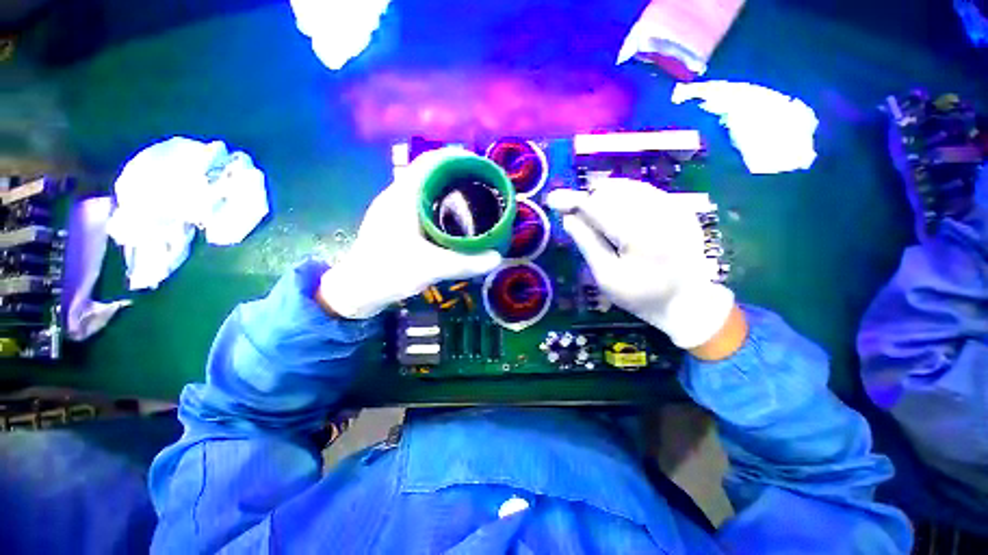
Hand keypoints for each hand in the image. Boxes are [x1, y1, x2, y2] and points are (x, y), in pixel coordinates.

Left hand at [318, 148, 502, 318]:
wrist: (357, 290)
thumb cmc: (390, 272)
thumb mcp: (432, 268)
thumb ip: (466, 263)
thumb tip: (497, 258)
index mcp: (402, 197)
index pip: (429, 162)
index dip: (454, 157)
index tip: (478, 165)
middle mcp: (396, 196)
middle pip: (428, 173)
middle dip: (454, 174)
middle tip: (480, 184)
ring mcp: (392, 209)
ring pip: (422, 188)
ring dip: (445, 188)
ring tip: (469, 198)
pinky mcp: (392, 222)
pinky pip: (418, 203)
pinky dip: (437, 203)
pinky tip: (449, 218)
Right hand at [546, 179, 734, 348]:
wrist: (688, 302)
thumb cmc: (641, 295)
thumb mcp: (607, 276)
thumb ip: (587, 243)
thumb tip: (567, 218)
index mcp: (640, 235)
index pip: (598, 206)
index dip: (573, 201)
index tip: (553, 199)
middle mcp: (660, 213)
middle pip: (612, 190)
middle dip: (589, 199)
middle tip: (576, 214)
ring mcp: (674, 207)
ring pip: (628, 187)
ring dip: (606, 196)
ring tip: (596, 215)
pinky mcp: (681, 207)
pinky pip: (644, 191)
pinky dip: (625, 197)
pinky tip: (618, 214)